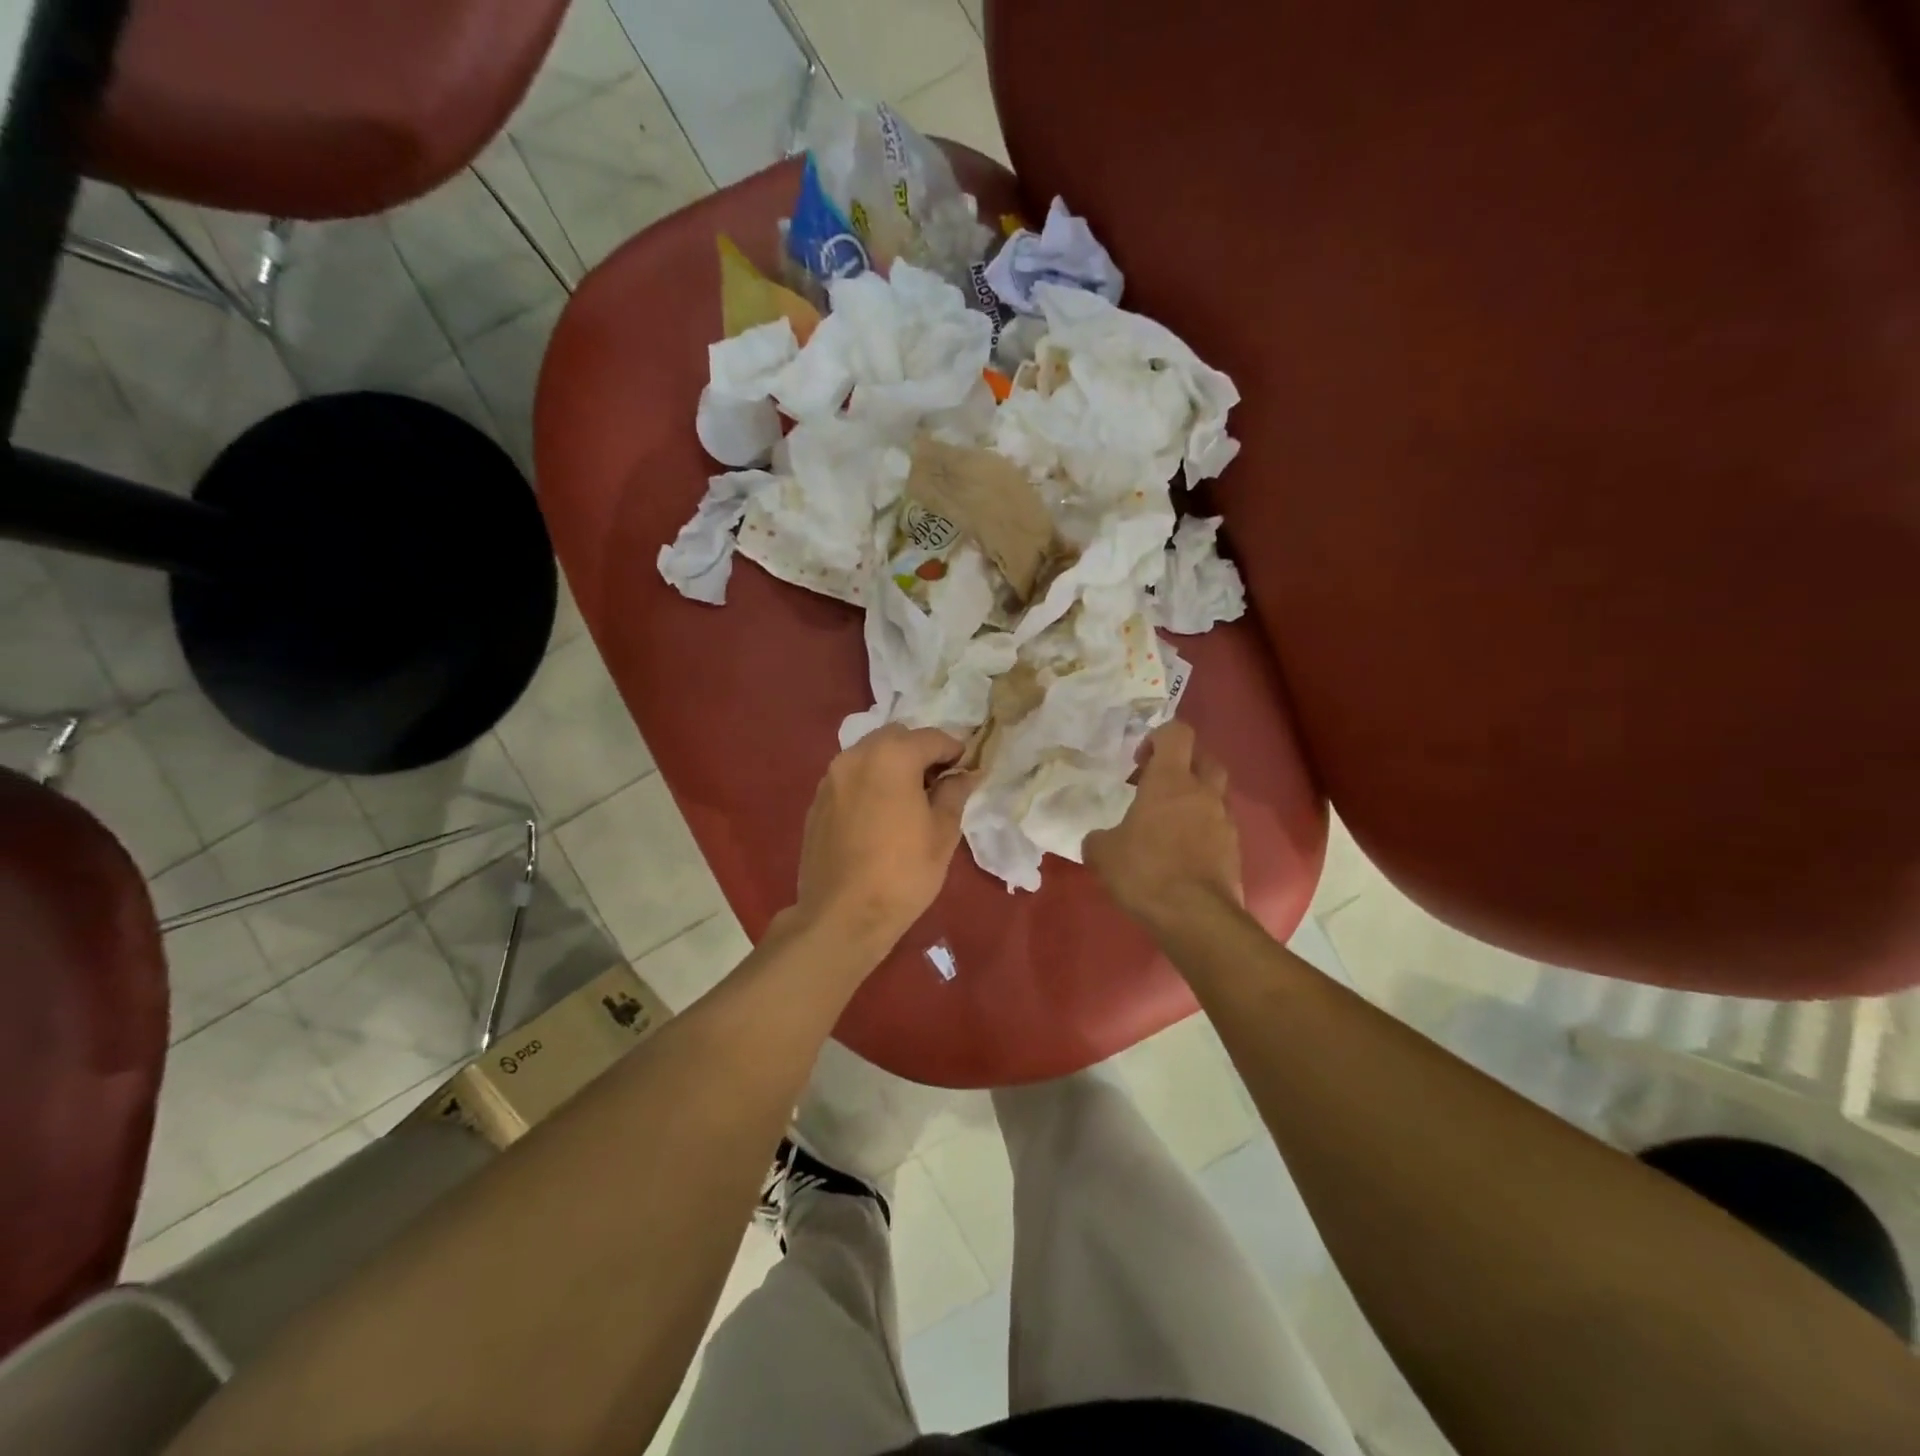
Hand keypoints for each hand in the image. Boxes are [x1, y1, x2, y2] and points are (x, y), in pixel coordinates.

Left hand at [790, 725, 976, 957]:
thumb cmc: (903, 873)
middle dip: (920, 752)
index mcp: (892, 757)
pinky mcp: (817, 801)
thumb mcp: (942, 833)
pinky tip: (880, 815)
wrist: (842, 916)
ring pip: (869, 755)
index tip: (967, 770)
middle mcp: (856, 756)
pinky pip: (851, 778)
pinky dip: (870, 782)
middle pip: (896, 738)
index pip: (932, 738)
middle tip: (938, 783)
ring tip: (909, 799)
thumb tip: (965, 774)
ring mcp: (831, 778)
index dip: (955, 751)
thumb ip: (954, 793)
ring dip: (893, 765)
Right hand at [1085, 722, 1242, 933]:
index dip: (1158, 737)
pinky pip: (1218, 825)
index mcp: (1170, 780)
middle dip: (1182, 764)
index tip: (1139, 760)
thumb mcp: (1103, 853)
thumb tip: (1099, 840)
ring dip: (1194, 798)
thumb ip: (1099, 838)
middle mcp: (1203, 792)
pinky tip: (1180, 851)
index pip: (1177, 733)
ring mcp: (1223, 820)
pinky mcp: (1234, 849)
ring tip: (1167, 822)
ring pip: (1214, 793)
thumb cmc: (1145, 871)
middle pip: (1204, 758)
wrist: (1195, 916)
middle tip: (1156, 784)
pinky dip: (1202, 828)